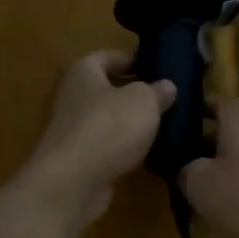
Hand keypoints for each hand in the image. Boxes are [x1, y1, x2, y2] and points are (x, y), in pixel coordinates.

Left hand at [15, 50, 173, 228]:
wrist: (73, 182)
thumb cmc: (109, 127)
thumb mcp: (144, 101)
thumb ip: (157, 91)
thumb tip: (166, 86)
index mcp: (83, 71)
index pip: (109, 56)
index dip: (134, 59)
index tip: (159, 67)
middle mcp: (72, 96)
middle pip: (107, 88)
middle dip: (134, 93)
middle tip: (165, 98)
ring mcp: (72, 130)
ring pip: (107, 118)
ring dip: (129, 122)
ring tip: (161, 125)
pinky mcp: (76, 159)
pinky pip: (105, 145)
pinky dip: (123, 147)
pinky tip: (145, 153)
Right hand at [178, 98, 238, 237]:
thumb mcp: (200, 183)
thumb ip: (186, 171)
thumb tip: (187, 170)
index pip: (219, 102)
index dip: (199, 108)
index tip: (179, 122)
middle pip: (231, 135)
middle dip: (206, 150)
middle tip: (180, 167)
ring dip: (223, 178)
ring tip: (199, 200)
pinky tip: (227, 222)